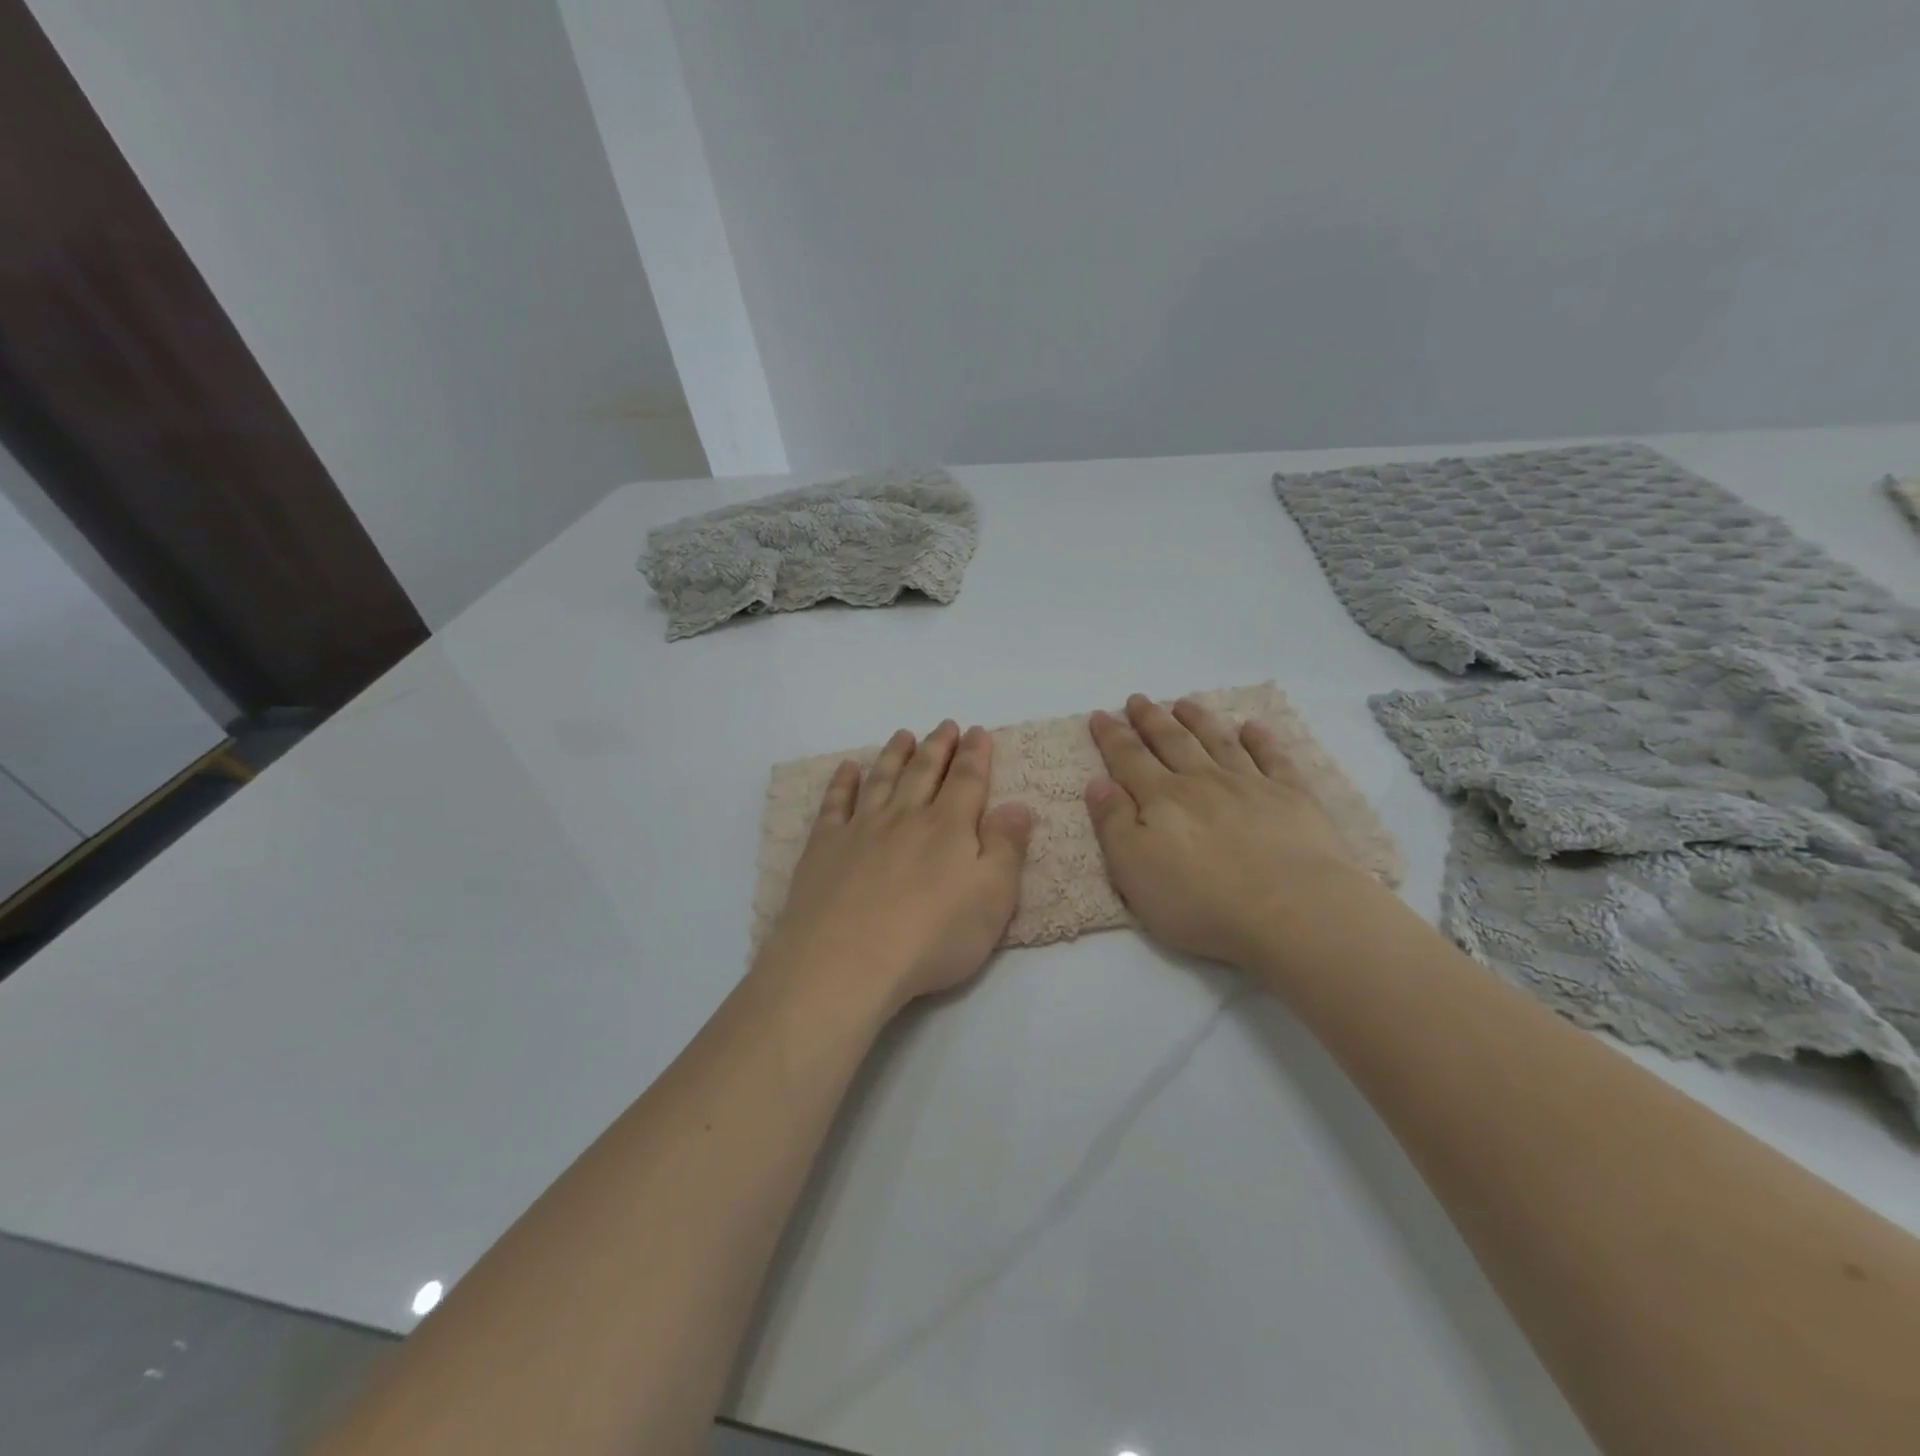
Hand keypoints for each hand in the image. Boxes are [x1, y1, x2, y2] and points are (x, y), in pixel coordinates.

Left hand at [760, 721, 1032, 1014]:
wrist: (846, 961)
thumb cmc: (932, 936)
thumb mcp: (992, 898)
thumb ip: (1007, 848)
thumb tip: (1018, 805)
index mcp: (948, 827)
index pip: (967, 780)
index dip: (975, 754)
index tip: (978, 731)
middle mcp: (905, 817)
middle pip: (924, 771)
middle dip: (938, 746)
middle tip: (945, 724)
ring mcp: (861, 829)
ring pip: (882, 779)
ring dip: (894, 754)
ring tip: (902, 735)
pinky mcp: (825, 848)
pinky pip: (835, 804)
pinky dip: (842, 783)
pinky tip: (847, 768)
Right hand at [1085, 694, 1362, 967]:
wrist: (1292, 912)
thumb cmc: (1201, 902)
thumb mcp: (1134, 870)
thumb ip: (1113, 823)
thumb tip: (1098, 781)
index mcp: (1162, 799)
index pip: (1129, 759)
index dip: (1112, 736)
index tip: (1100, 714)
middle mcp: (1202, 781)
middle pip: (1172, 741)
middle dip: (1151, 719)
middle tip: (1138, 699)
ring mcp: (1251, 785)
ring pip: (1218, 742)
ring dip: (1198, 720)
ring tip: (1184, 703)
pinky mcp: (1293, 798)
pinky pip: (1273, 758)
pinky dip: (1261, 740)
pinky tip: (1252, 727)